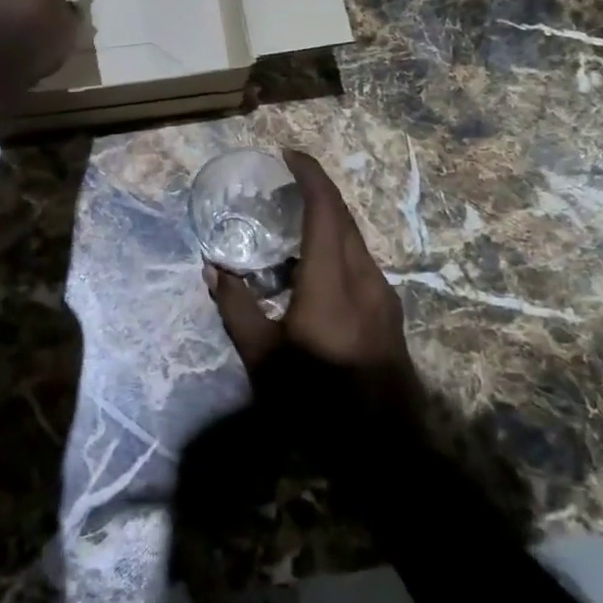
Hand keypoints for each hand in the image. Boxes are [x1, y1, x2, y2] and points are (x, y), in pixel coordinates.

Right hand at [206, 149, 421, 417]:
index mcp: (332, 279)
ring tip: (293, 221)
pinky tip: (313, 268)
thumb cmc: (316, 402)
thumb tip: (214, 271)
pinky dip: (336, 246)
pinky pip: (360, 260)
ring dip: (327, 219)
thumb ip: (236, 308)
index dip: (309, 174)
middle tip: (284, 182)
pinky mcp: (388, 311)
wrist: (385, 448)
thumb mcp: (263, 360)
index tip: (287, 154)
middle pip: (343, 216)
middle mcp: (364, 275)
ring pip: (354, 238)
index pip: (324, 208)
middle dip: (316, 190)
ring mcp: (383, 294)